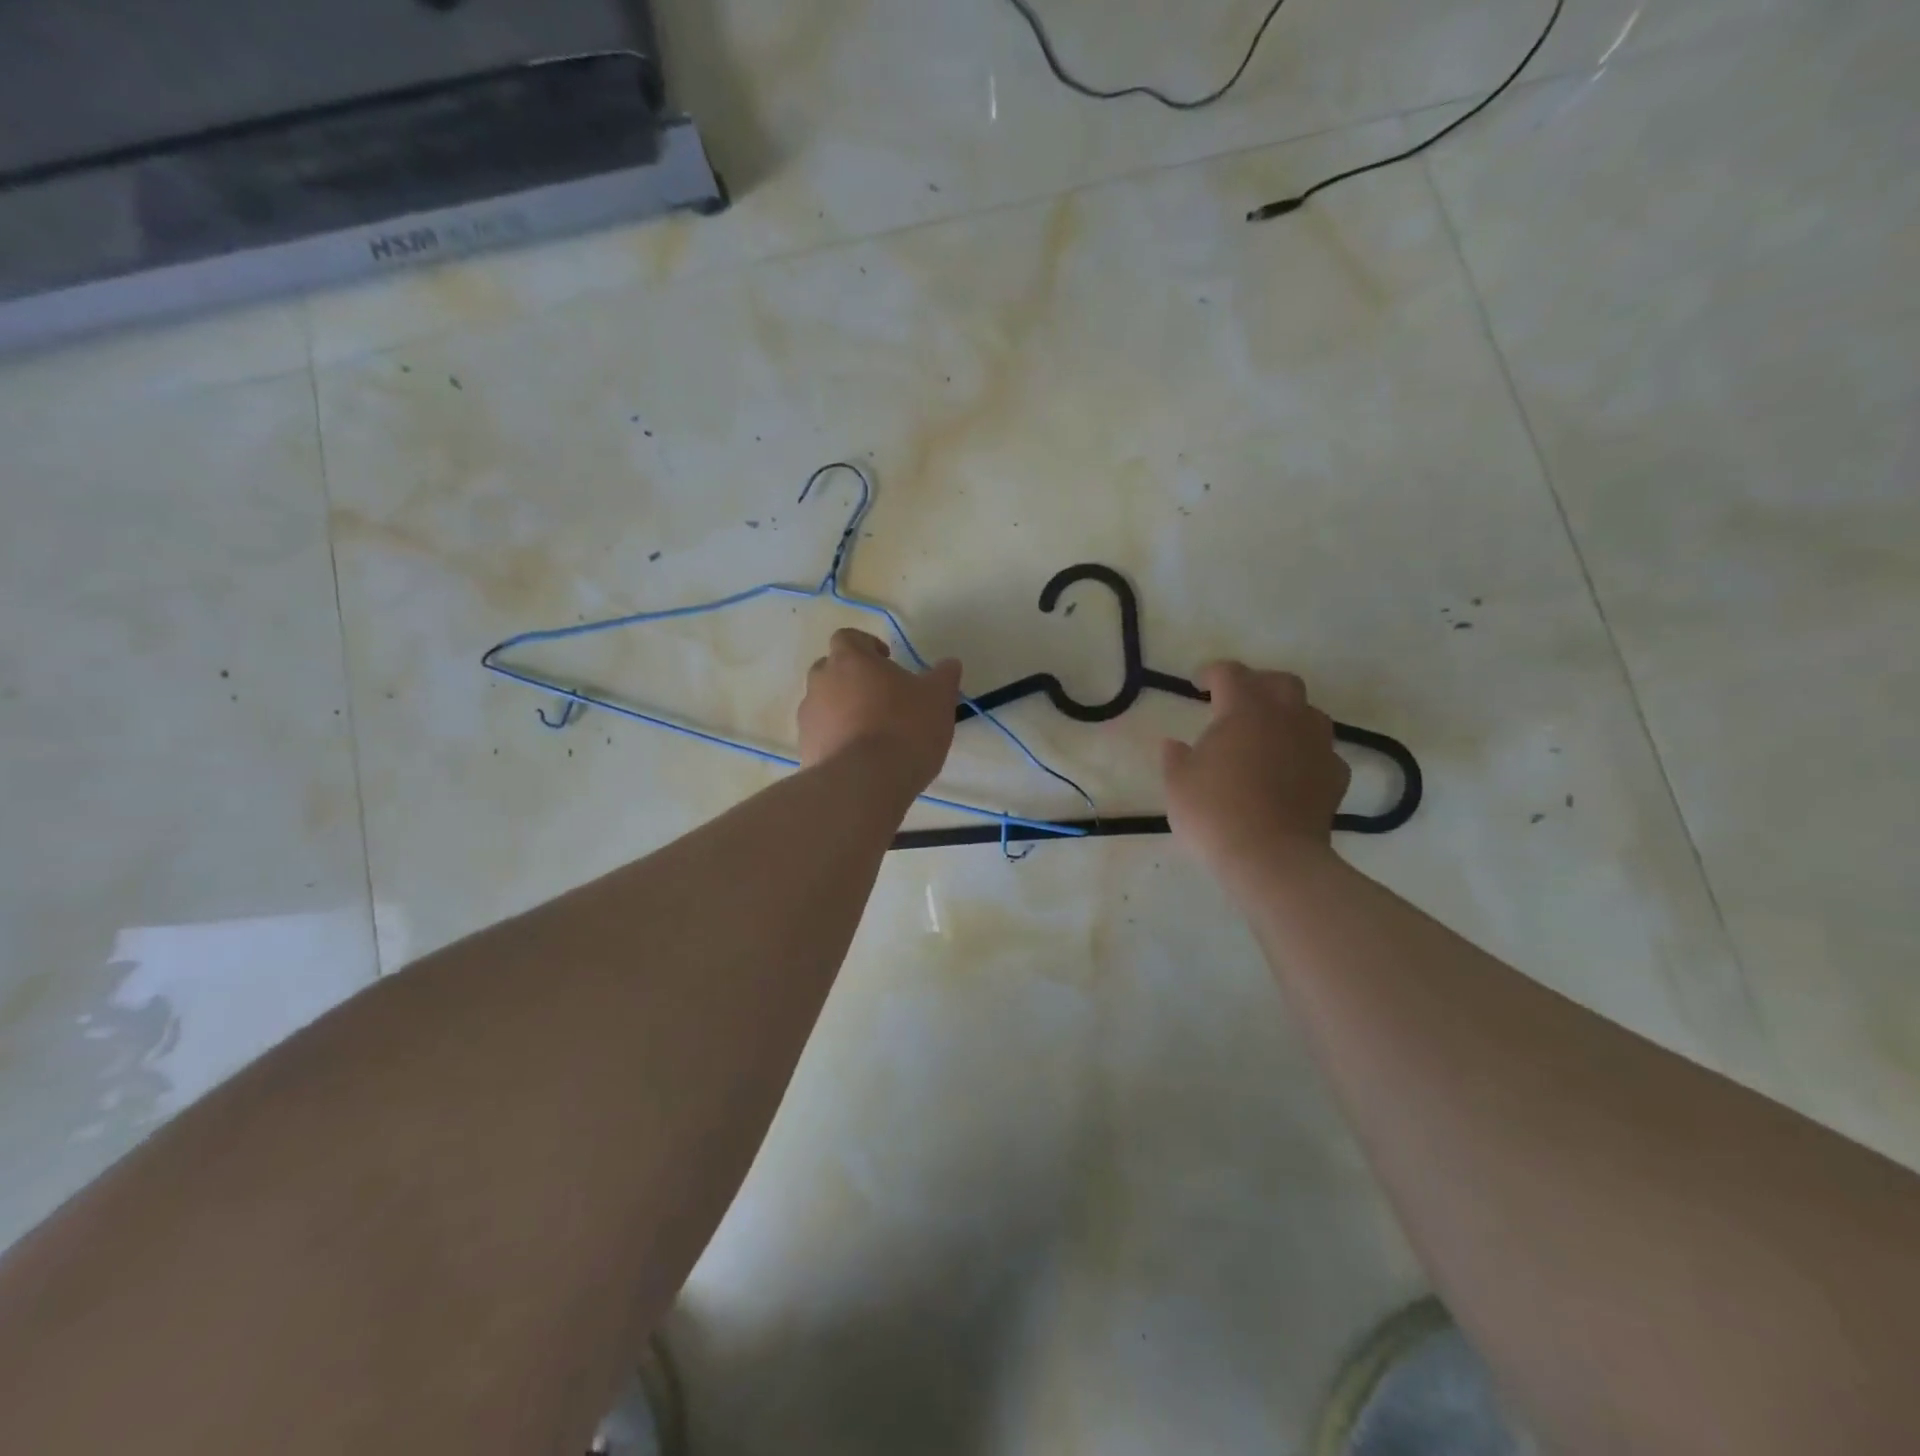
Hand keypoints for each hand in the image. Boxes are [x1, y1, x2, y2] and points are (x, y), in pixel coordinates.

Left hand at [797, 629, 961, 794]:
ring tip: (872, 733)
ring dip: (844, 711)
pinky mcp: (805, 749)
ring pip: (825, 704)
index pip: (849, 638)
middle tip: (882, 697)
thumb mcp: (938, 699)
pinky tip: (861, 758)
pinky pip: (822, 735)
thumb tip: (949, 664)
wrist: (863, 783)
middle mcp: (821, 682)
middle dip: (853, 679)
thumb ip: (943, 677)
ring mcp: (808, 717)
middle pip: (832, 669)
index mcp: (850, 659)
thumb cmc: (904, 729)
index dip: (867, 646)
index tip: (886, 661)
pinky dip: (837, 740)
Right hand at [1161, 662, 1350, 876]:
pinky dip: (1306, 754)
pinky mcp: (1335, 777)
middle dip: (1258, 684)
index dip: (1211, 673)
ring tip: (1268, 735)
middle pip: (1280, 682)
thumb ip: (1175, 758)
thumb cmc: (1215, 812)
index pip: (1230, 674)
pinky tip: (1292, 771)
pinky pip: (1322, 752)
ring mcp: (1317, 746)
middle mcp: (1286, 717)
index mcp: (1244, 709)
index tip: (1197, 684)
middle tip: (1238, 702)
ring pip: (1309, 713)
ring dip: (1288, 716)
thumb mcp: (1178, 784)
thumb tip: (1173, 744)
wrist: (1271, 857)